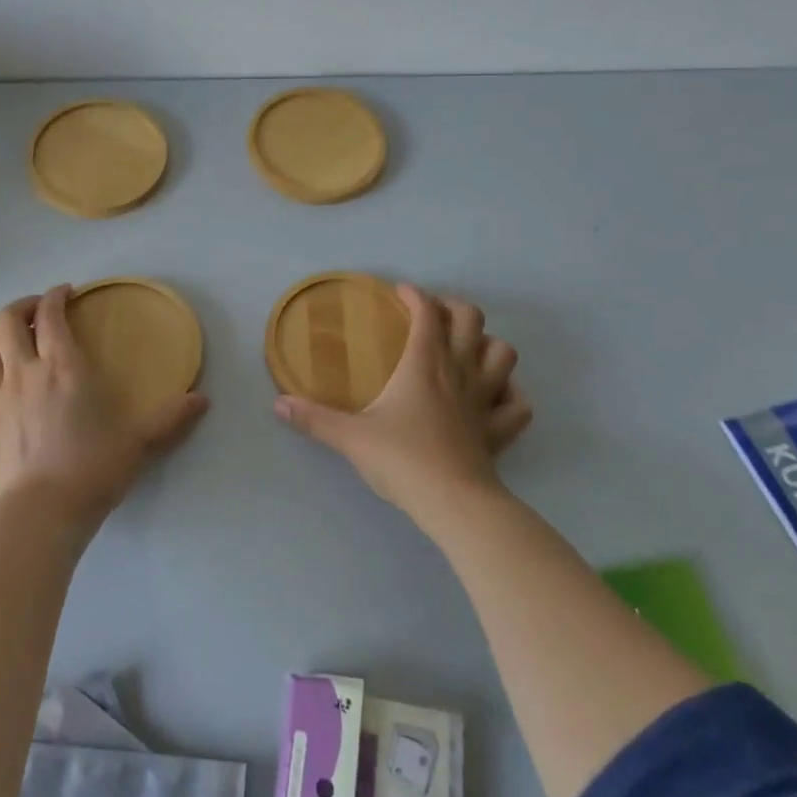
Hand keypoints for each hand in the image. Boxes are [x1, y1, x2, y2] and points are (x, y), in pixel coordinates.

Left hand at [0, 285, 209, 526]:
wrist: (43, 514)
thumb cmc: (93, 470)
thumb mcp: (140, 443)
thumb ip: (171, 418)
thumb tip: (203, 400)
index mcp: (64, 368)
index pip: (51, 314)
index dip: (56, 296)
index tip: (66, 293)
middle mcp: (24, 374)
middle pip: (6, 321)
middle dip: (22, 307)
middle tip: (38, 312)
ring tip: (8, 341)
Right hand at [274, 284, 531, 529]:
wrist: (453, 503)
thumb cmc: (401, 460)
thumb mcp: (350, 437)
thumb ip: (314, 419)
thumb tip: (278, 405)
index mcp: (423, 364)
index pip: (427, 313)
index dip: (415, 296)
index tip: (400, 294)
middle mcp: (459, 372)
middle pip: (471, 320)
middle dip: (453, 308)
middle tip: (433, 316)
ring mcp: (485, 399)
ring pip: (503, 353)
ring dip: (487, 344)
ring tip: (467, 349)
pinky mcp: (499, 429)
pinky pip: (518, 403)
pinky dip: (510, 392)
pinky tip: (495, 396)